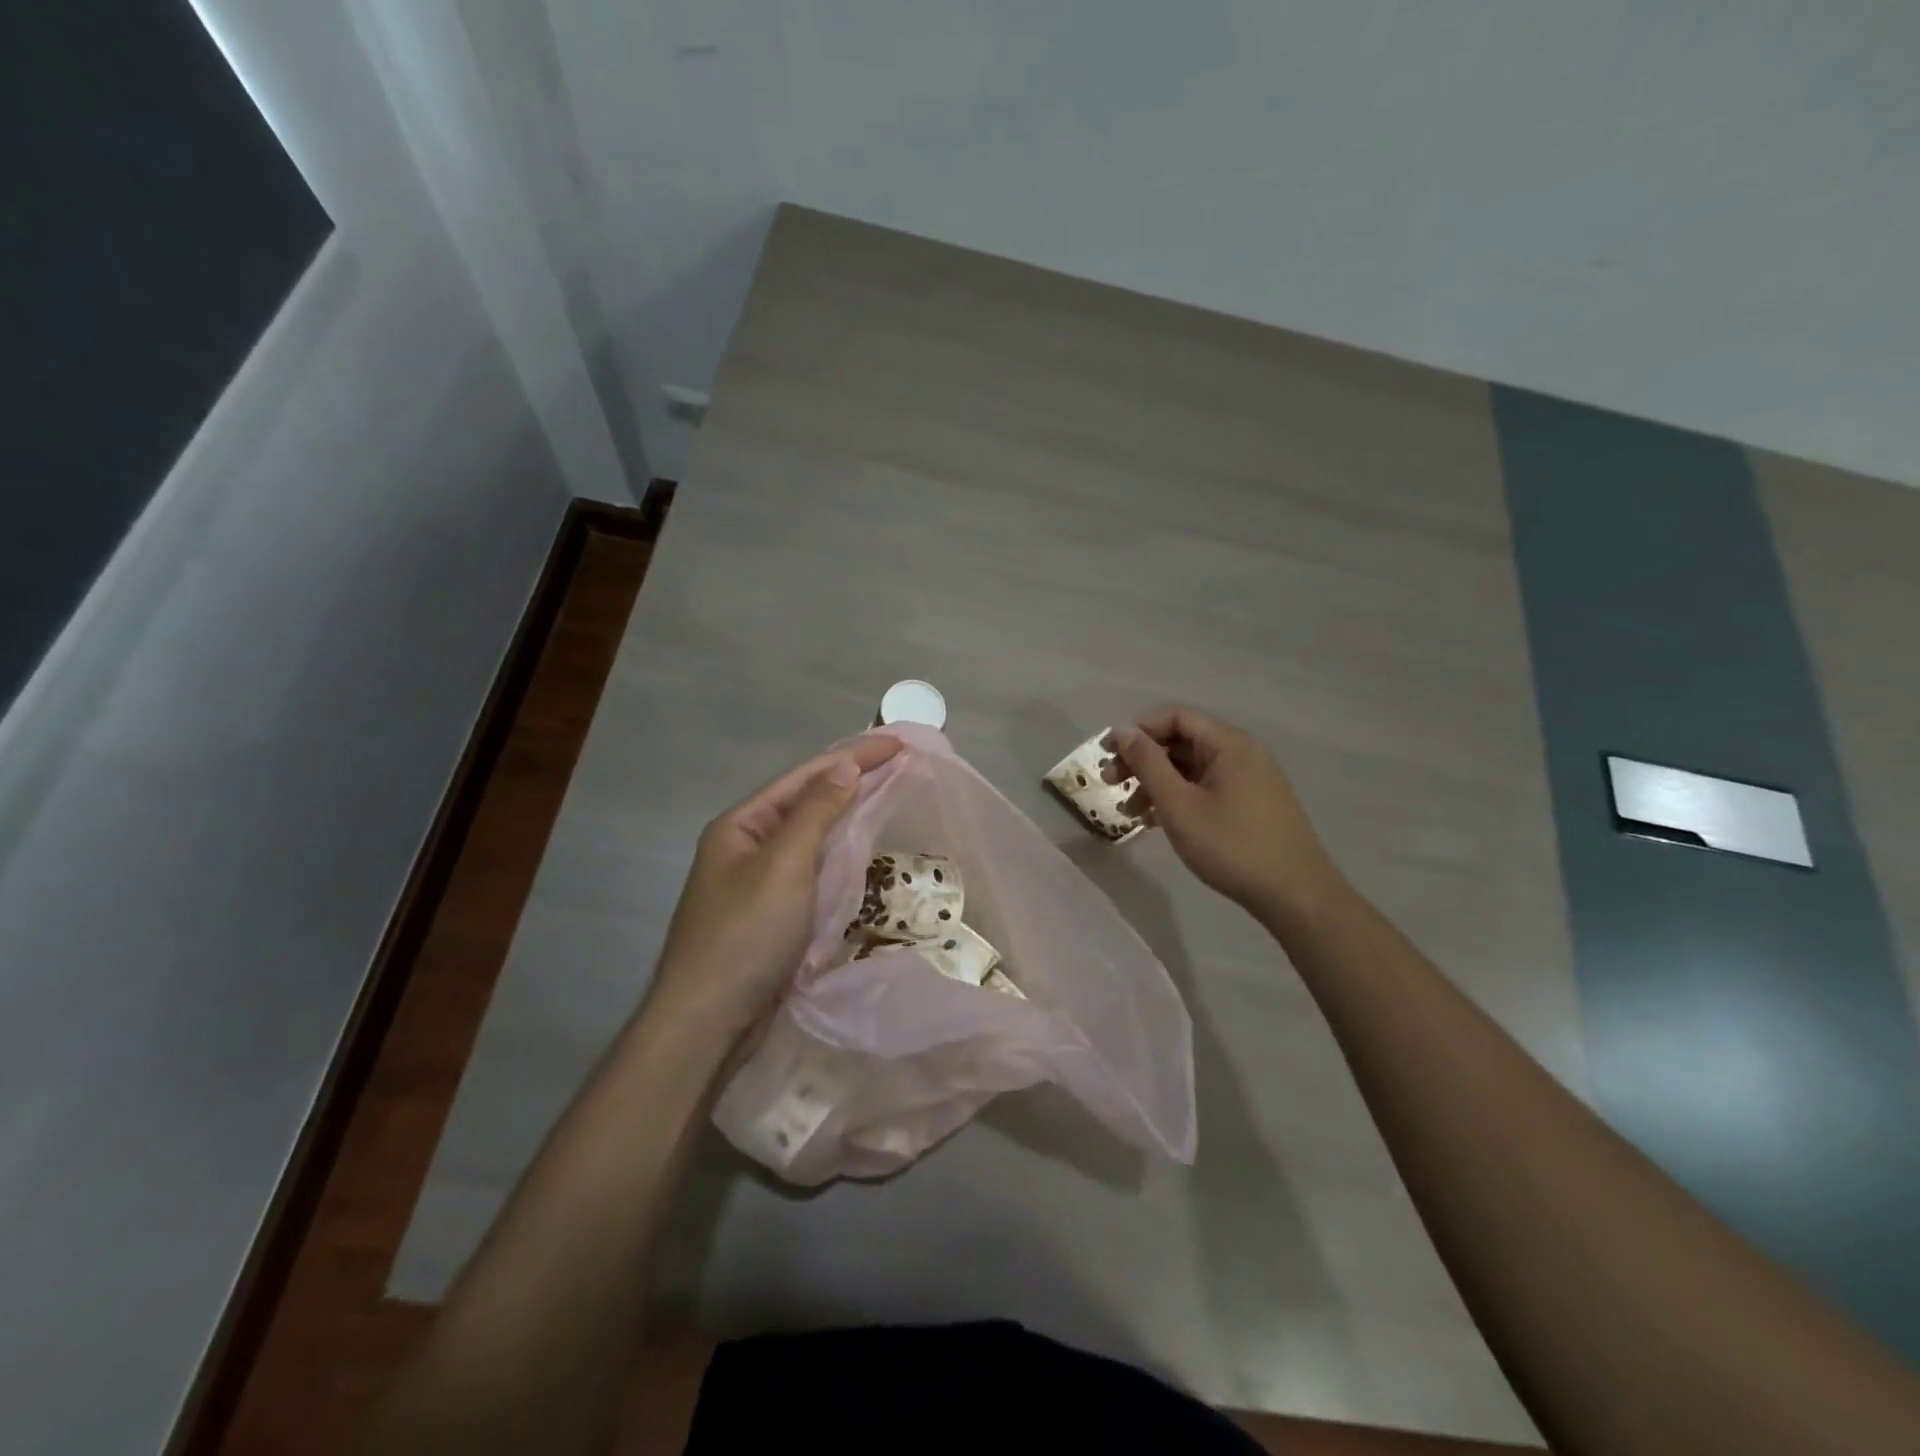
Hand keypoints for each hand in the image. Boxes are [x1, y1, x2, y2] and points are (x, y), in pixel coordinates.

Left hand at [649, 733, 903, 1038]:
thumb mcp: (783, 865)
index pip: (805, 776)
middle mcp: (747, 846)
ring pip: (811, 836)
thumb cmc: (745, 934)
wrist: (708, 1022)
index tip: (899, 742)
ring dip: (848, 813)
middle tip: (900, 763)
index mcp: (741, 825)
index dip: (853, 755)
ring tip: (888, 795)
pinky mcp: (773, 914)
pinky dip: (840, 853)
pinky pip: (813, 869)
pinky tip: (863, 851)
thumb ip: (816, 812)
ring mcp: (758, 882)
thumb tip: (845, 766)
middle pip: (807, 801)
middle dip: (852, 779)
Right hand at [1112, 706, 1343, 919]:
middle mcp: (1241, 753)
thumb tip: (1123, 732)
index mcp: (1229, 744)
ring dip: (1155, 783)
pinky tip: (1155, 821)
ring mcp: (1248, 780)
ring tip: (1129, 811)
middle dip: (1142, 759)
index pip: (1176, 717)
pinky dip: (1177, 797)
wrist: (1295, 895)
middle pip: (1181, 741)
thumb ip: (1148, 764)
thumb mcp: (1179, 804)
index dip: (1138, 730)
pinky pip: (1205, 787)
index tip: (1108, 754)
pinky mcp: (1250, 804)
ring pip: (1190, 768)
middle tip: (1111, 784)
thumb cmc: (1231, 845)